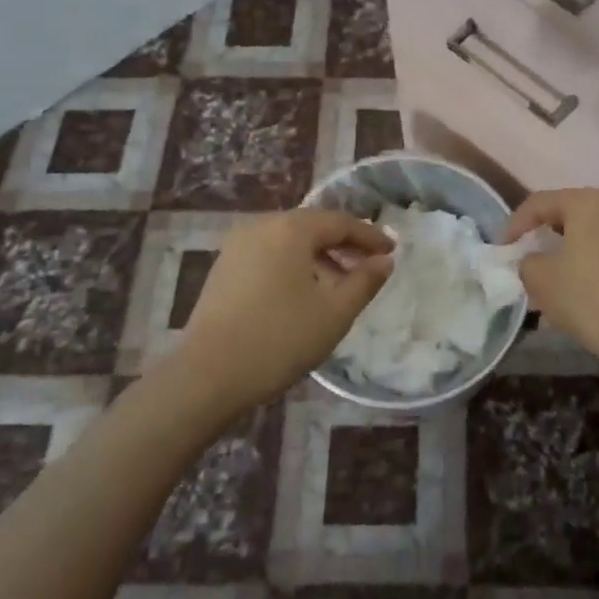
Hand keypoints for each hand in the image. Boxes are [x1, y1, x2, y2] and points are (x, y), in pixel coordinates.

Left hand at [171, 208, 393, 414]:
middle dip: (344, 244)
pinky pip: (269, 254)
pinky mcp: (223, 267)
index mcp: (291, 228)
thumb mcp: (334, 313)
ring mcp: (237, 245)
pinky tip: (303, 293)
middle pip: (313, 226)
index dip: (370, 236)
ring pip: (289, 241)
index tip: (392, 251)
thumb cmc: (279, 340)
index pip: (340, 222)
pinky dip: (293, 264)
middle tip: (370, 264)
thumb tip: (384, 261)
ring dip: (319, 256)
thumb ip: (364, 281)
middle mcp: (262, 225)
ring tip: (340, 284)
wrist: (206, 376)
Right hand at [503, 188, 598, 370]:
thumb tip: (531, 261)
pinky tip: (568, 284)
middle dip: (540, 235)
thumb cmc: (587, 296)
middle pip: (565, 213)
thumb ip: (526, 261)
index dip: (514, 225)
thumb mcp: (540, 278)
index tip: (501, 249)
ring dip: (561, 249)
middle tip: (520, 257)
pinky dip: (582, 259)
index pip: (539, 203)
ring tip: (541, 275)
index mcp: (587, 201)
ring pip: (585, 232)